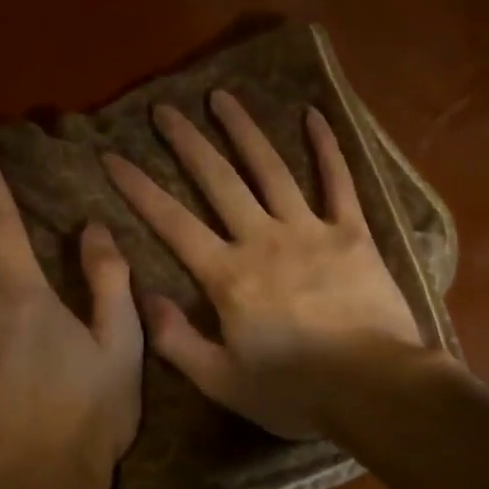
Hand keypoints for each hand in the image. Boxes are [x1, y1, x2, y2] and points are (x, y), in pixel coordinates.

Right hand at [103, 91, 432, 439]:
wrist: (376, 390)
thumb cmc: (295, 391)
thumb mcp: (221, 382)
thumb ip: (176, 339)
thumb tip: (142, 296)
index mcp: (228, 275)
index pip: (172, 222)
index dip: (139, 188)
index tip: (112, 156)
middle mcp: (262, 239)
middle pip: (218, 180)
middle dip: (186, 142)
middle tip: (164, 109)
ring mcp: (310, 230)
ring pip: (270, 169)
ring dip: (243, 130)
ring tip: (221, 97)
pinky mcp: (353, 233)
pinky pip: (338, 181)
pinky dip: (327, 147)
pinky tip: (314, 115)